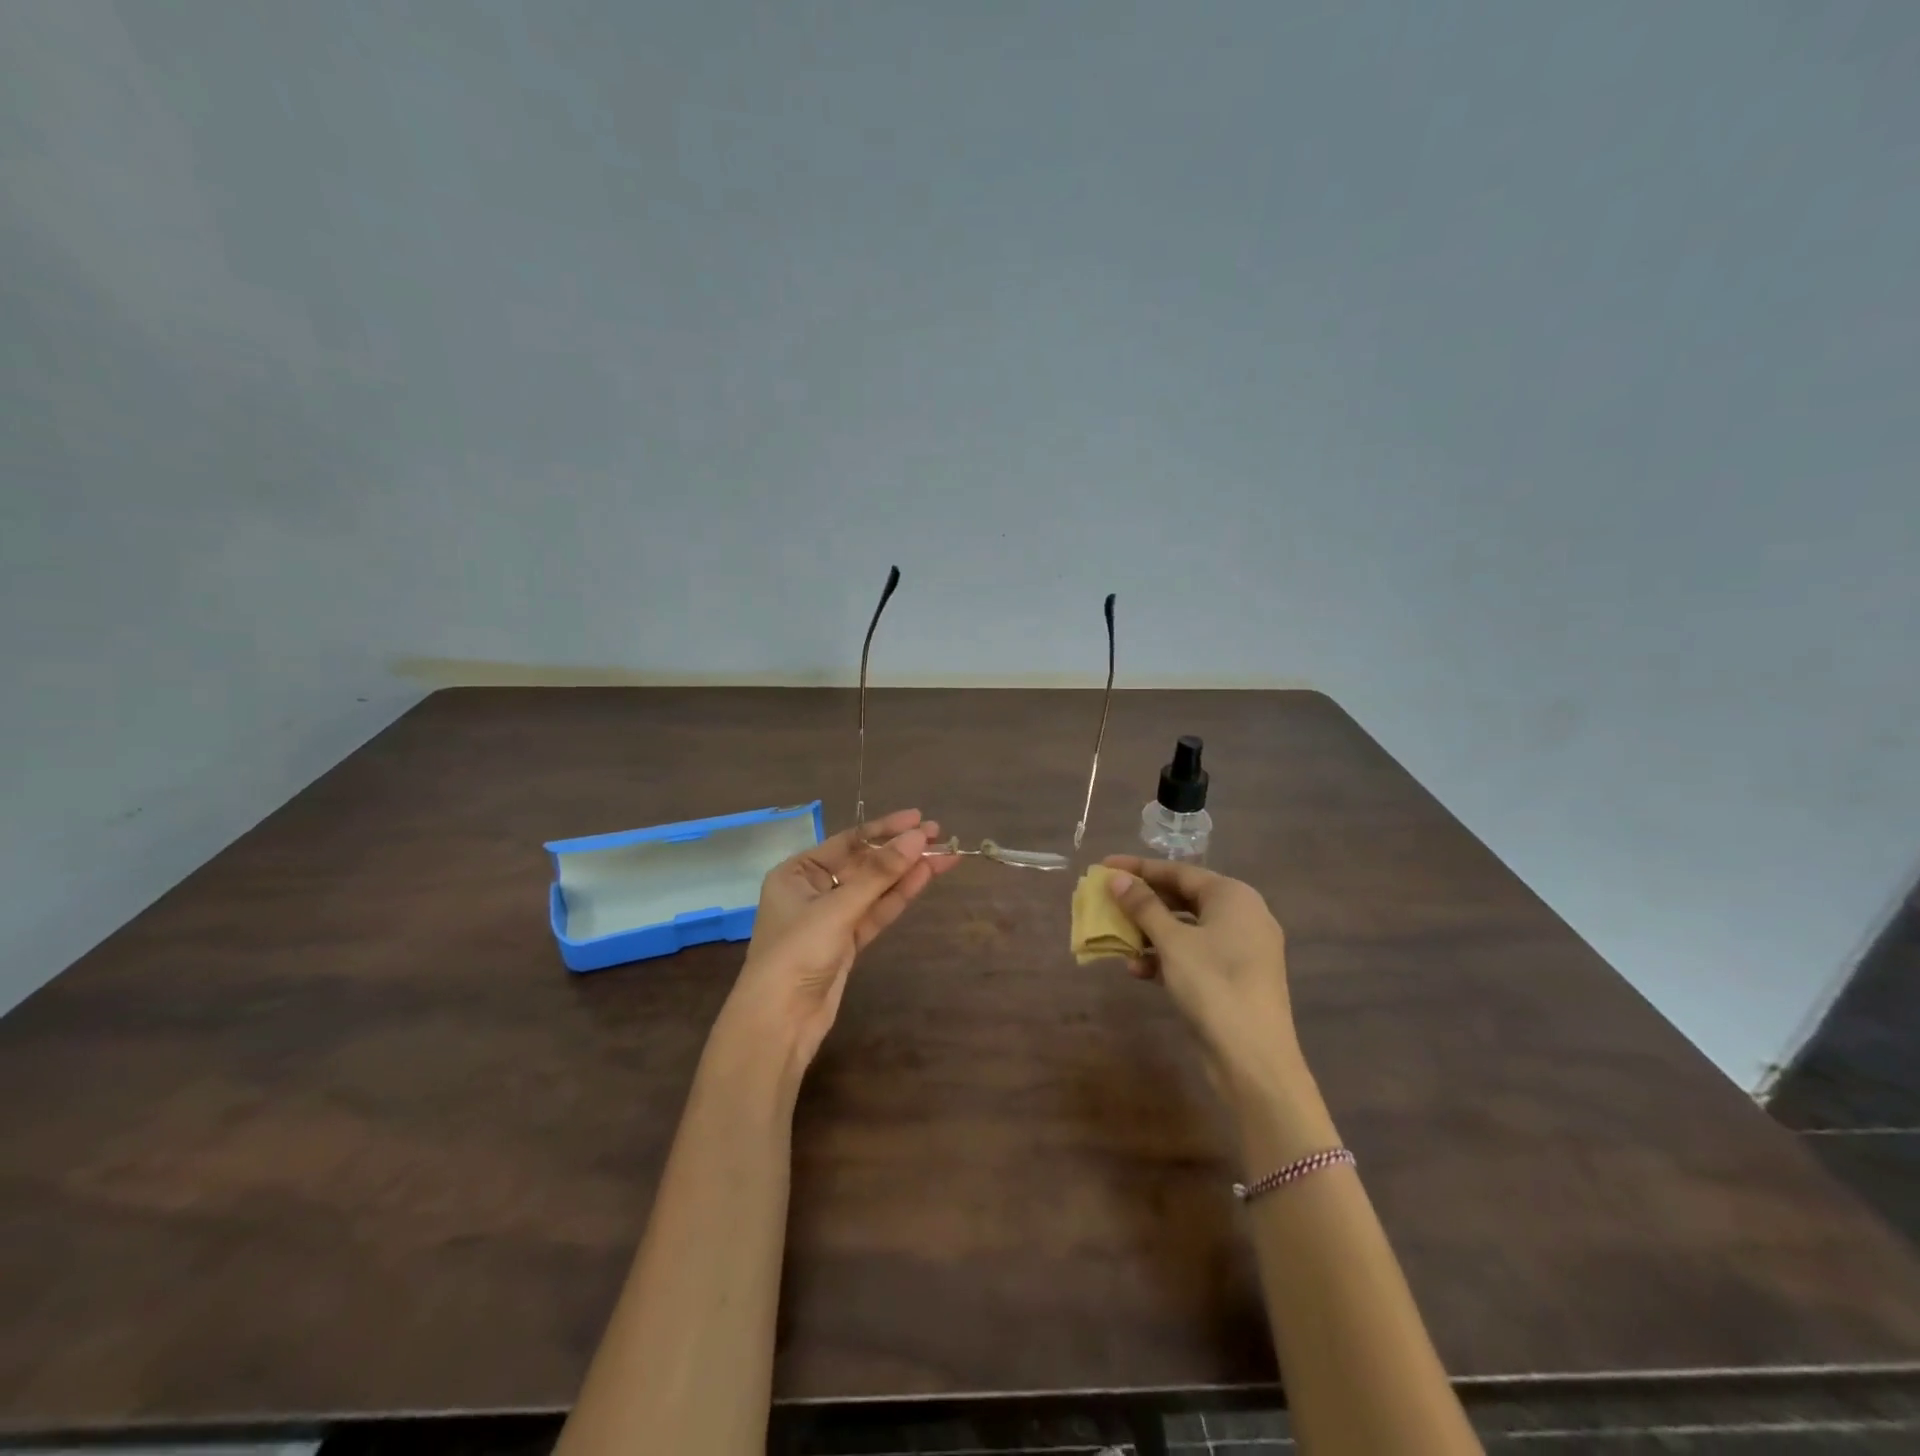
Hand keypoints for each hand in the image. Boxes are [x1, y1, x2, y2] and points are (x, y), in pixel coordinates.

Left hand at [728, 809, 959, 1074]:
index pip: (848, 841)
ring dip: (907, 872)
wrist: (779, 1022)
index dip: (884, 829)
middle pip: (864, 863)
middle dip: (900, 851)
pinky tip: (925, 878)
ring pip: (875, 888)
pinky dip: (899, 896)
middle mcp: (813, 889)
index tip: (919, 819)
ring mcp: (832, 917)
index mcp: (796, 872)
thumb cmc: (796, 953)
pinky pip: (876, 911)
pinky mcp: (847, 942)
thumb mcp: (837, 909)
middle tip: (940, 835)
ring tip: (945, 856)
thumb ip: (880, 873)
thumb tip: (919, 837)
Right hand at [1101, 855, 1299, 1092]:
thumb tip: (1117, 878)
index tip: (1104, 866)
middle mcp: (1242, 915)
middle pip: (1183, 898)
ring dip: (1150, 933)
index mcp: (1233, 896)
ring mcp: (1242, 948)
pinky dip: (1167, 957)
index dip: (1138, 868)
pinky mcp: (1235, 977)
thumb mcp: (1172, 942)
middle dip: (1143, 902)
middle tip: (1108, 900)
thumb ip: (1143, 906)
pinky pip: (1195, 954)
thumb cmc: (1213, 985)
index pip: (1178, 871)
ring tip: (1118, 940)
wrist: (1254, 1059)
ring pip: (1187, 929)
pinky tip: (1139, 971)